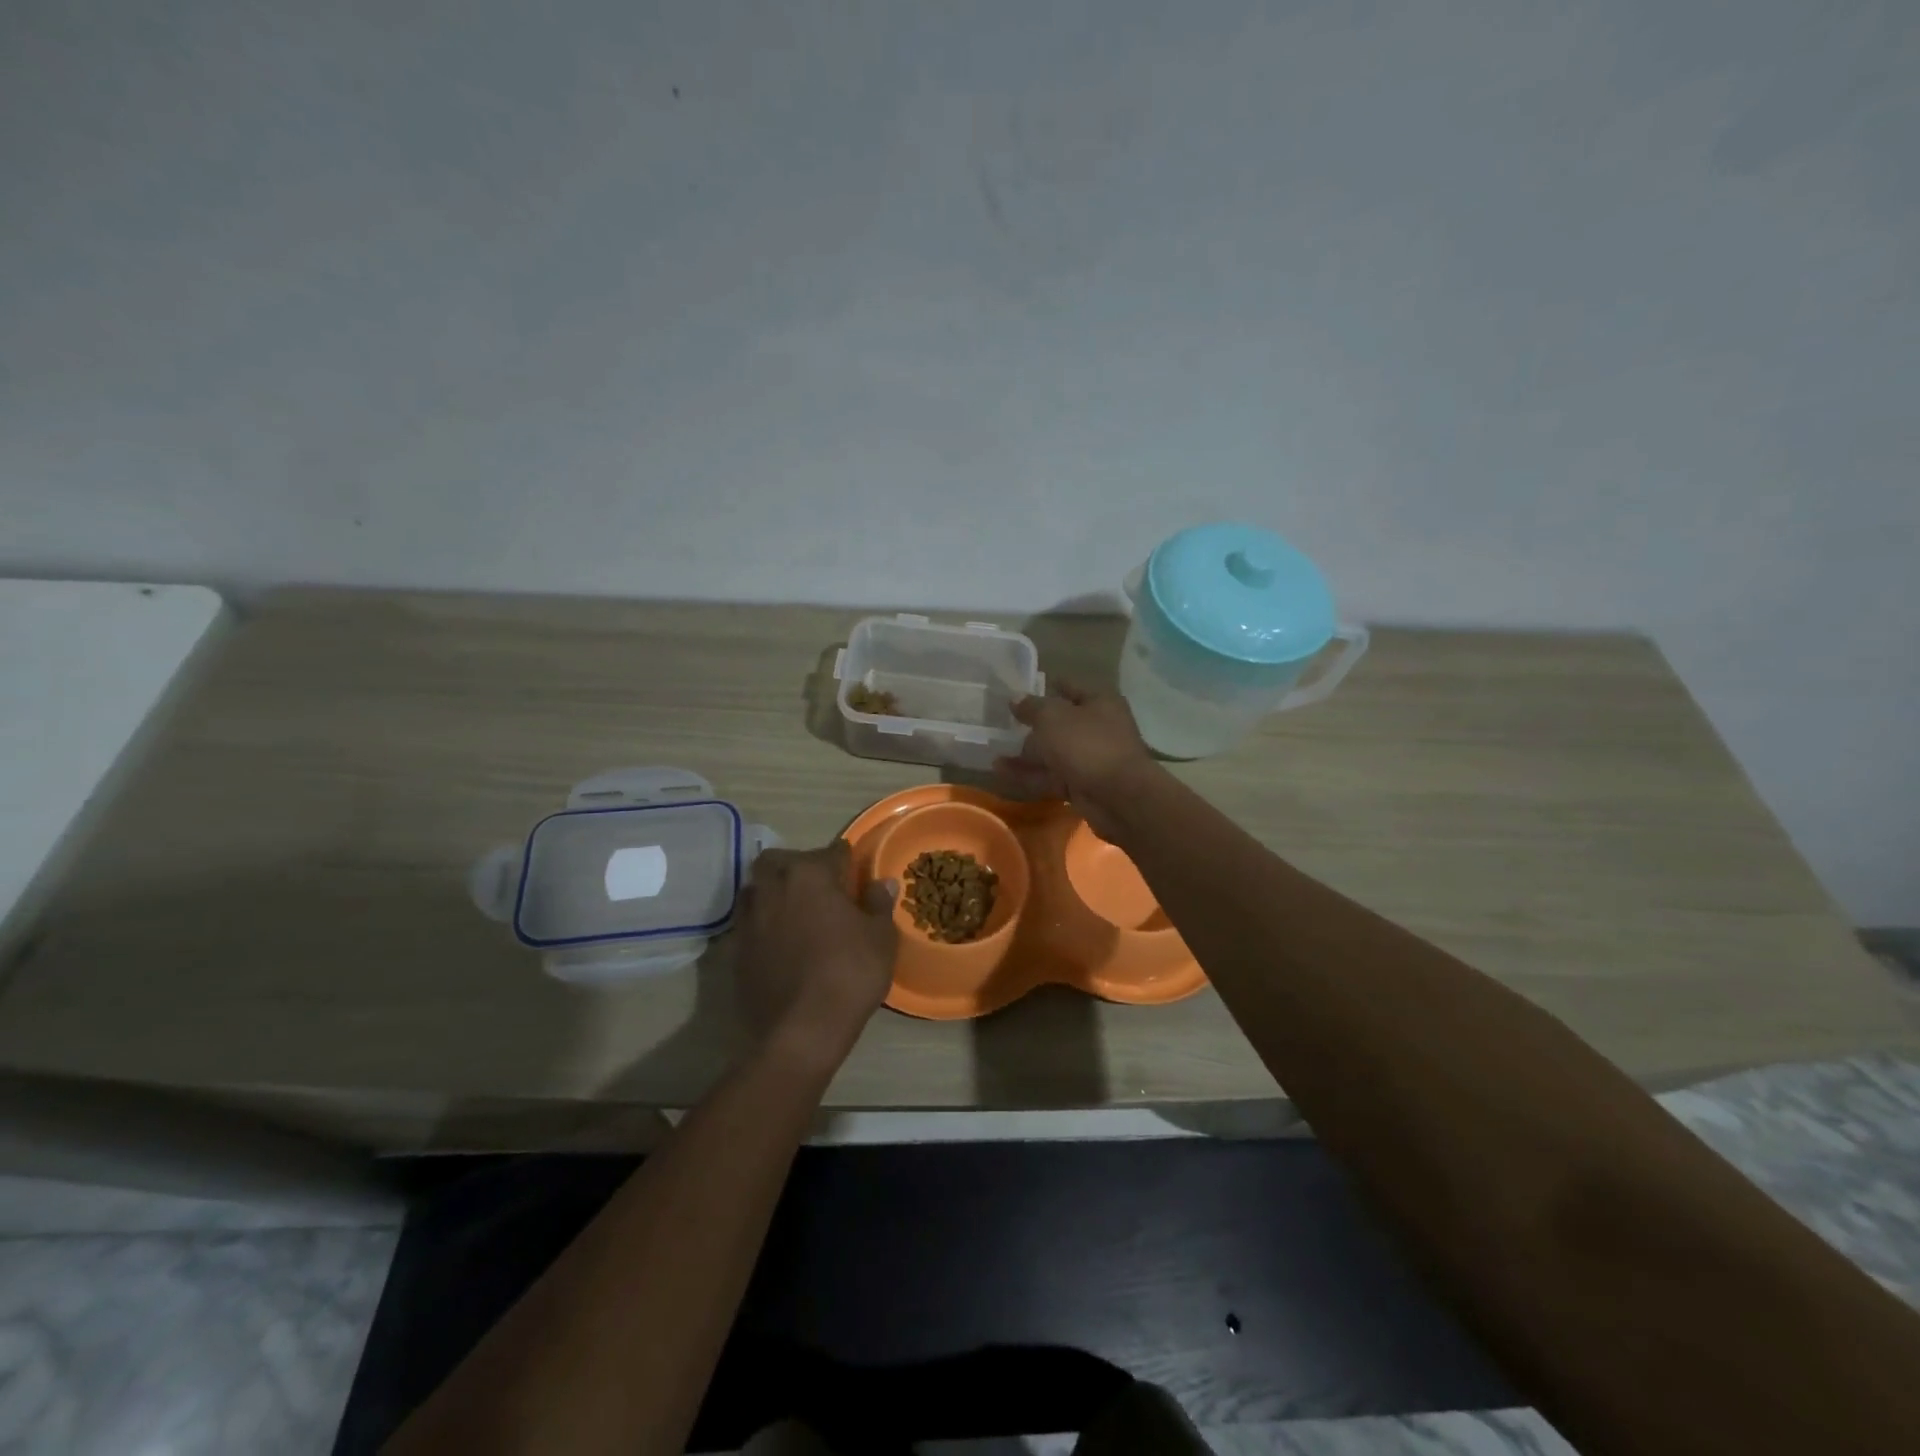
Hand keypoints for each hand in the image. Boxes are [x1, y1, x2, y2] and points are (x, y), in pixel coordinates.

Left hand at [733, 842, 897, 1068]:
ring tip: (795, 910)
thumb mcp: (880, 938)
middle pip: (780, 860)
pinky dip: (763, 922)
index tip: (855, 873)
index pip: (832, 851)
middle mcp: (775, 887)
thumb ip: (879, 904)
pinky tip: (780, 940)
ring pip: (757, 888)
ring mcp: (750, 918)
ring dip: (774, 890)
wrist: (802, 1030)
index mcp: (811, 874)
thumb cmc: (850, 974)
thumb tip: (882, 883)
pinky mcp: (737, 948)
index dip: (846, 860)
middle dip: (798, 865)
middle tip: (819, 887)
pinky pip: (749, 921)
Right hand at [993, 681, 1158, 841]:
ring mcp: (1092, 759)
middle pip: (1061, 723)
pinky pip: (1051, 776)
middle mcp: (1099, 727)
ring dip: (1026, 754)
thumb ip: (1031, 707)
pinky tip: (1002, 772)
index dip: (1047, 686)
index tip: (1022, 689)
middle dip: (1032, 725)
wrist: (1118, 797)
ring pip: (1054, 753)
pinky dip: (1029, 774)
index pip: (1070, 687)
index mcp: (1099, 702)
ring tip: (994, 752)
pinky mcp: (1083, 786)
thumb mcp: (1053, 717)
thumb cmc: (1087, 744)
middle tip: (1003, 725)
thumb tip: (1015, 699)